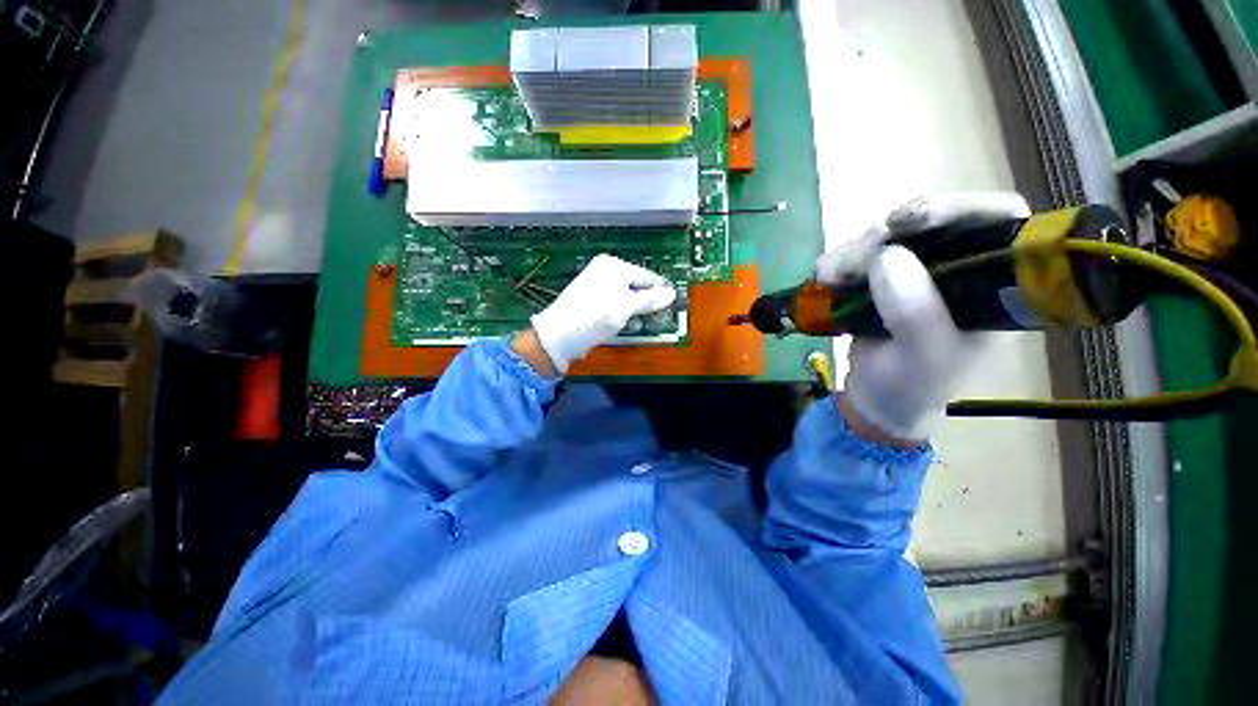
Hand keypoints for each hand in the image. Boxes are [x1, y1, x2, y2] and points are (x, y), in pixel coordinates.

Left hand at [530, 254, 676, 373]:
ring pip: (627, 298)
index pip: (647, 276)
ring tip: (647, 323)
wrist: (559, 336)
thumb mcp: (626, 307)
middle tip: (661, 318)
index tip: (675, 304)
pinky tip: (629, 325)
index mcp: (613, 266)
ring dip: (638, 311)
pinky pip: (616, 305)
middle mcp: (605, 272)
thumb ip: (650, 299)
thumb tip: (672, 293)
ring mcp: (597, 287)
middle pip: (637, 286)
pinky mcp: (592, 302)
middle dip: (649, 303)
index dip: (662, 291)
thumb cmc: (595, 316)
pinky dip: (624, 314)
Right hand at [815, 192, 1030, 442]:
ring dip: (853, 251)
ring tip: (830, 280)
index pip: (998, 220)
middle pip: (932, 221)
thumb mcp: (923, 359)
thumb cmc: (912, 387)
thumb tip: (885, 256)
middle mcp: (956, 267)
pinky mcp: (876, 276)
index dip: (964, 208)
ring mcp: (914, 269)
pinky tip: (825, 281)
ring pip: (885, 235)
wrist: (875, 399)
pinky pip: (854, 254)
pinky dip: (835, 262)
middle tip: (858, 258)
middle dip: (891, 233)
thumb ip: (915, 314)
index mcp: (990, 284)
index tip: (915, 221)